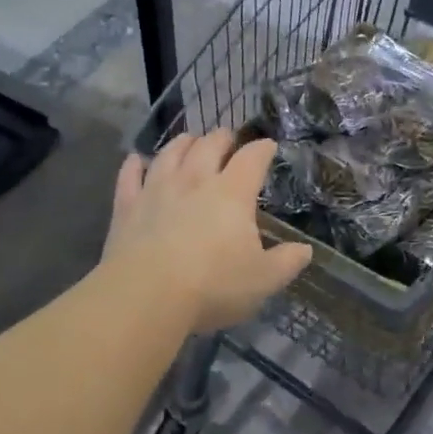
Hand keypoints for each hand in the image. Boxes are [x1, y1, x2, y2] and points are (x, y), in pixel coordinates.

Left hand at [103, 130, 312, 333]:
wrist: (145, 296)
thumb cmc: (212, 285)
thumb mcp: (262, 280)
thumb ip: (286, 262)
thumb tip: (305, 250)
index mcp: (232, 193)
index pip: (252, 158)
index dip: (262, 149)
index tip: (268, 146)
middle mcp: (195, 180)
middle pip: (210, 145)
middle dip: (222, 137)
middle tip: (228, 138)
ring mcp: (157, 189)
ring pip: (171, 152)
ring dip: (183, 143)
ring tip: (190, 140)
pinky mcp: (127, 206)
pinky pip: (130, 176)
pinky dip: (134, 165)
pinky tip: (136, 160)